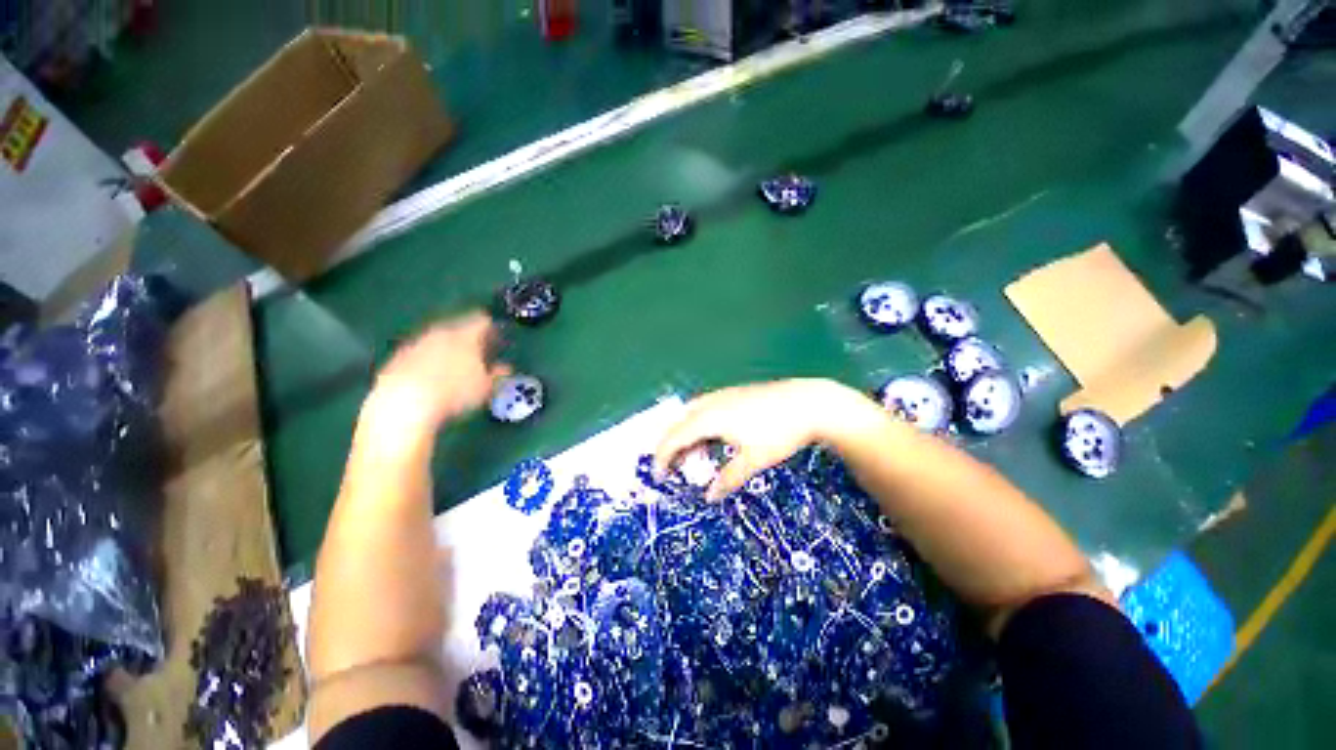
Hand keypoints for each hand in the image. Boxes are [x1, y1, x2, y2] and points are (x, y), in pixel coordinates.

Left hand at [364, 313, 510, 432]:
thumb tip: (505, 369)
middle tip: (478, 349)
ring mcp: (417, 343)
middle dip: (468, 338)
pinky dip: (428, 360)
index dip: (491, 327)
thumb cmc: (455, 392)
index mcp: (466, 335)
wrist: (404, 402)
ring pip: (437, 340)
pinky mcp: (398, 358)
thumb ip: (496, 375)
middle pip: (458, 328)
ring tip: (455, 363)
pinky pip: (419, 353)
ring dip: (447, 348)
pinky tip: (431, 375)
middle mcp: (441, 333)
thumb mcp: (484, 387)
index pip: (482, 322)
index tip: (497, 333)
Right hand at [655, 379, 879, 499]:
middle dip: (672, 446)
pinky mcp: (734, 393)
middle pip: (679, 423)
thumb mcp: (753, 460)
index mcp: (709, 418)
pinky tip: (714, 437)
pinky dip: (700, 425)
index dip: (663, 457)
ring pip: (692, 414)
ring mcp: (723, 395)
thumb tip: (709, 496)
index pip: (674, 437)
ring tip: (696, 456)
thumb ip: (728, 479)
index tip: (659, 476)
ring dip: (687, 435)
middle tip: (676, 469)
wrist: (809, 403)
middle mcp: (710, 403)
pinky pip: (705, 409)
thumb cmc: (779, 433)